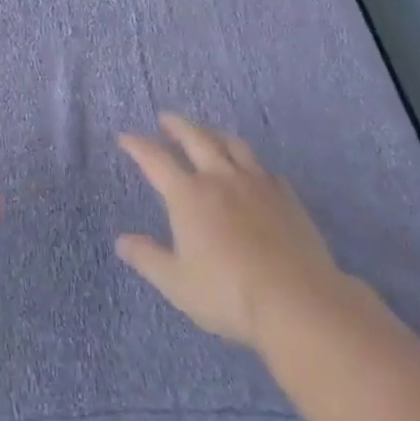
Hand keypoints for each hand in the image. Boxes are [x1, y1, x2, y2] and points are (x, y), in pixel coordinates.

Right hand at [116, 113, 350, 351]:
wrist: (297, 302)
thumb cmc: (228, 293)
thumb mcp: (176, 282)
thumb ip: (147, 258)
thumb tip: (122, 241)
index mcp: (188, 195)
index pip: (156, 159)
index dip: (137, 145)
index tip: (125, 137)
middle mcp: (220, 178)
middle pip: (196, 138)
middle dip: (177, 125)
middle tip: (166, 118)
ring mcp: (257, 184)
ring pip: (233, 145)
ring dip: (214, 133)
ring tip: (207, 133)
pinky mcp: (286, 197)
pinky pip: (265, 169)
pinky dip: (251, 164)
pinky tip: (253, 172)